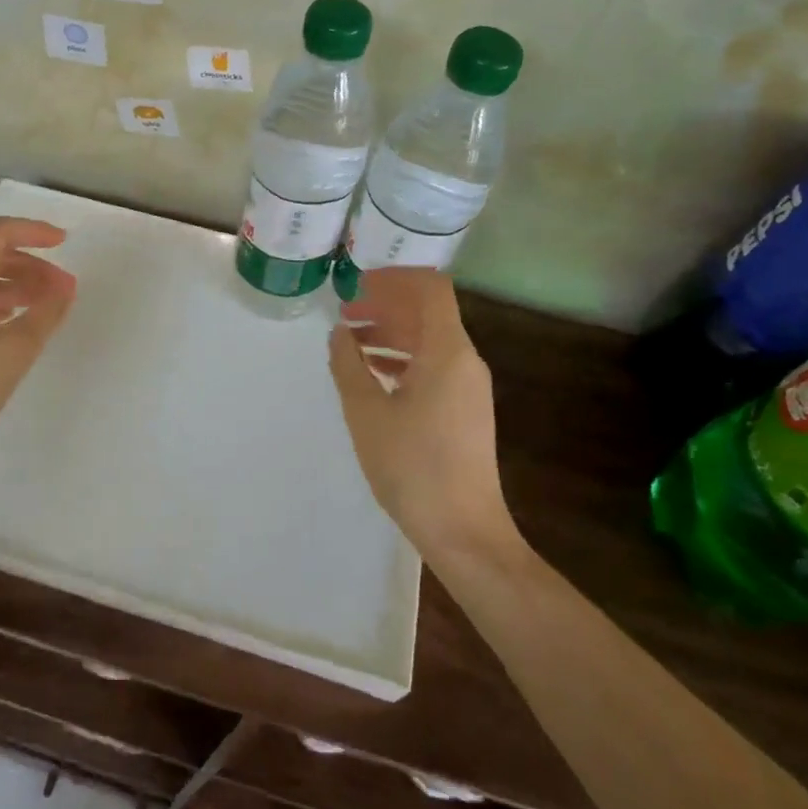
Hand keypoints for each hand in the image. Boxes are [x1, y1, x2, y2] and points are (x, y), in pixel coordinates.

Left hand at [0, 218, 77, 467]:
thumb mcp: (15, 350)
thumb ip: (46, 313)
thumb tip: (64, 288)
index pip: (1, 232)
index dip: (36, 232)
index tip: (65, 242)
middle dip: (31, 265)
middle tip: (63, 289)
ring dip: (14, 285)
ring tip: (45, 308)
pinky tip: (11, 324)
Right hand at [327, 267, 515, 559]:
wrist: (463, 530)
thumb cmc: (412, 466)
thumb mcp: (366, 412)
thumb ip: (348, 365)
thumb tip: (340, 333)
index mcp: (447, 352)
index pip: (430, 289)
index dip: (393, 278)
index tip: (356, 284)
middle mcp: (464, 360)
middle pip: (427, 312)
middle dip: (384, 305)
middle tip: (343, 312)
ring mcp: (467, 386)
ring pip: (428, 340)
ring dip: (390, 332)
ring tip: (348, 341)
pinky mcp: (463, 408)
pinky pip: (432, 365)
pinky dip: (401, 358)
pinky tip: (370, 372)